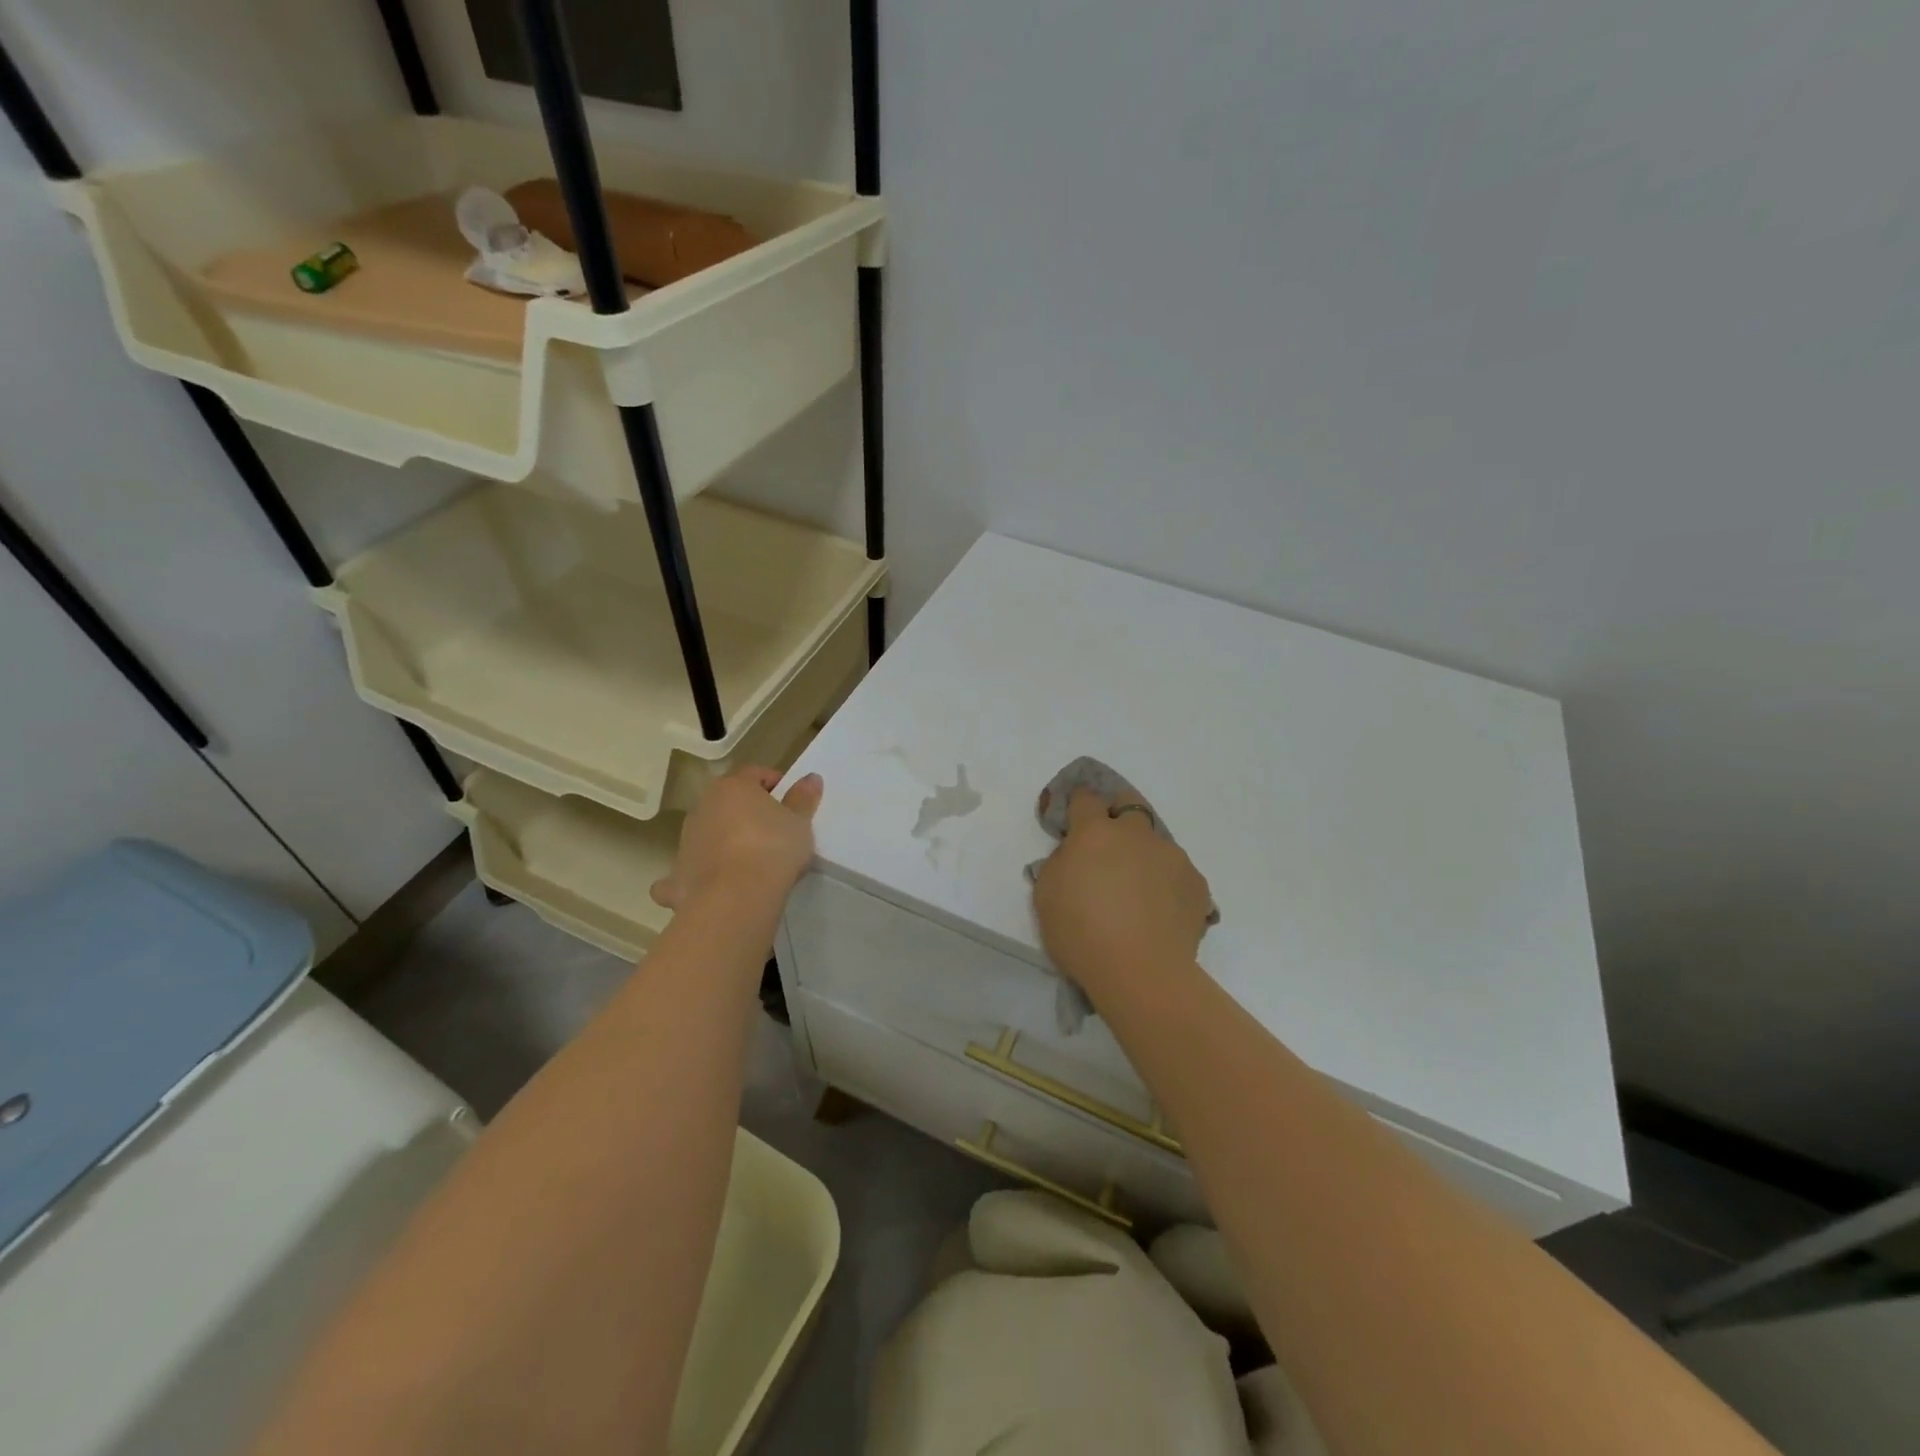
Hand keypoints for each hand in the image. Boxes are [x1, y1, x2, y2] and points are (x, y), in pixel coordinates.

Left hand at [650, 766, 822, 912]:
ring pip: (711, 831)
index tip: (792, 802)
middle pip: (729, 801)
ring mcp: (687, 839)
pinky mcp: (679, 871)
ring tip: (754, 861)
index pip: (754, 773)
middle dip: (749, 812)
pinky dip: (705, 870)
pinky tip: (722, 883)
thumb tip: (811, 778)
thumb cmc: (772, 848)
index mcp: (732, 787)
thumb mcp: (799, 822)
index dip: (775, 783)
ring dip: (728, 838)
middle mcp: (703, 806)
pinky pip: (694, 865)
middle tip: (776, 831)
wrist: (735, 897)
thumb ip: (803, 798)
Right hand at [1032, 787, 1212, 998]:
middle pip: (1129, 803)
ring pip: (1156, 842)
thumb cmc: (1081, 932)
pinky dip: (1166, 884)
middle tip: (1108, 842)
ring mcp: (1172, 856)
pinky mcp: (1197, 883)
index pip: (1085, 798)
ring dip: (1144, 855)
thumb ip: (1060, 862)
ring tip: (1138, 893)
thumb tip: (1075, 855)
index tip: (1073, 818)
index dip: (1078, 804)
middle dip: (1118, 811)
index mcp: (1095, 832)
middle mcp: (1136, 834)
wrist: (1141, 972)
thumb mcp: (1046, 894)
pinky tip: (1159, 913)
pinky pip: (1177, 873)